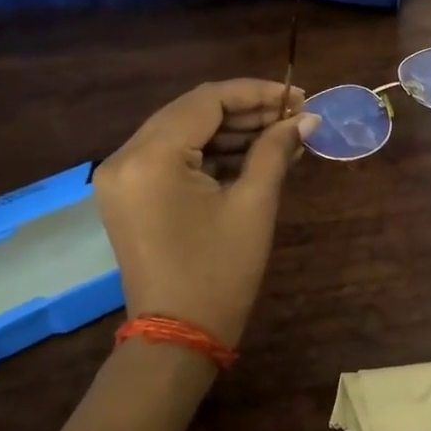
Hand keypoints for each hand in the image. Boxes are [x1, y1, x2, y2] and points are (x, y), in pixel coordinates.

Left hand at [92, 80, 318, 347]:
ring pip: (183, 132)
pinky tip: (254, 154)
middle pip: (192, 112)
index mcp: (150, 158)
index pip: (206, 101)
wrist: (178, 337)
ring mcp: (122, 177)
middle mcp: (125, 158)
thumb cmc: (219, 271)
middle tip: (294, 116)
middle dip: (246, 109)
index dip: (256, 93)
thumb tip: (307, 119)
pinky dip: (211, 152)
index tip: (299, 98)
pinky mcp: (130, 194)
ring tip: (282, 134)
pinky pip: (173, 156)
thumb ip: (276, 150)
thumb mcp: (254, 205)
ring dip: (231, 130)